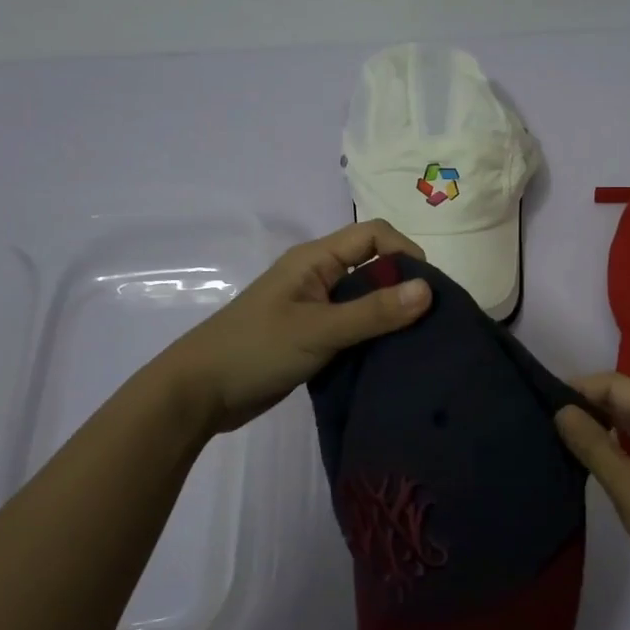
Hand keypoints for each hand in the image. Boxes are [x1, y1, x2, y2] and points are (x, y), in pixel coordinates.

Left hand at [168, 220, 432, 434]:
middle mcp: (317, 276)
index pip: (373, 235)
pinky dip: (373, 336)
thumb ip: (373, 311)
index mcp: (314, 259)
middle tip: (431, 320)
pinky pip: (352, 326)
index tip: (429, 289)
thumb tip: (429, 289)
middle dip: (403, 286)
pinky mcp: (311, 336)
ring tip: (418, 340)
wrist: (198, 394)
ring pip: (363, 299)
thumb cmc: (256, 350)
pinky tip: (390, 357)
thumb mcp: (319, 330)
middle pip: (372, 266)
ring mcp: (313, 307)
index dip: (405, 252)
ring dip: (389, 315)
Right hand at [555, 372, 629, 607]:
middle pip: (623, 396)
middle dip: (586, 403)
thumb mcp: (628, 486)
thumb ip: (593, 445)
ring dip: (599, 422)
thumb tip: (561, 410)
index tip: (542, 401)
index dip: (579, 387)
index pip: (614, 383)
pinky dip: (614, 440)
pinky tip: (593, 454)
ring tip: (561, 434)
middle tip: (545, 419)